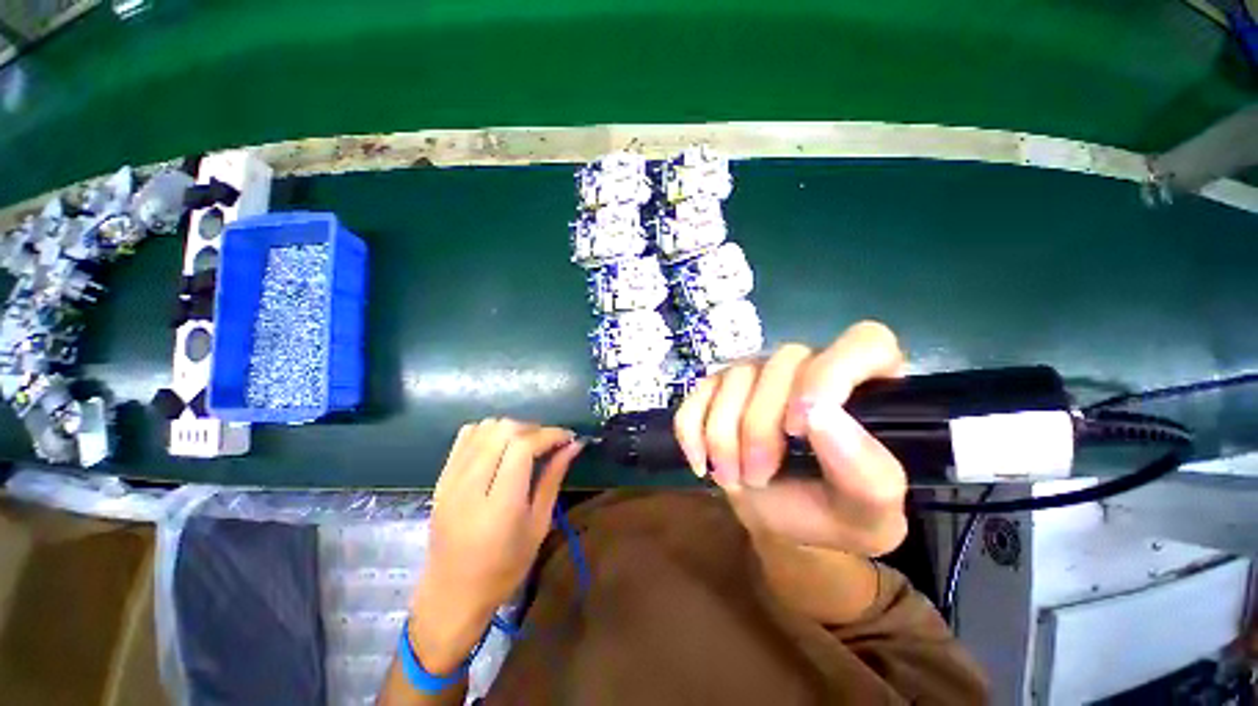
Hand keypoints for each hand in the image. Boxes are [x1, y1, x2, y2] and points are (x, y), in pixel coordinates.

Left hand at [409, 419, 580, 673]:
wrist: (451, 594)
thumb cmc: (504, 568)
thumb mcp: (538, 526)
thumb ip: (553, 479)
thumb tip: (574, 445)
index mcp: (499, 504)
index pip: (523, 446)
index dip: (550, 434)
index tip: (568, 438)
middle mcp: (470, 485)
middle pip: (504, 430)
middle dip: (533, 429)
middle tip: (549, 444)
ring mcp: (451, 479)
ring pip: (485, 427)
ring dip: (512, 429)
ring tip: (527, 445)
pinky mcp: (441, 477)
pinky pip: (466, 436)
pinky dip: (489, 432)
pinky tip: (501, 447)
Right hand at [674, 321, 908, 556]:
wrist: (784, 520)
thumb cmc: (835, 513)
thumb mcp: (868, 512)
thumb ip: (864, 471)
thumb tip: (819, 417)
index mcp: (867, 386)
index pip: (864, 342)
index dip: (830, 375)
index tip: (801, 428)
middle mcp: (810, 366)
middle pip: (781, 362)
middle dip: (760, 425)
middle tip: (758, 475)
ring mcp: (759, 373)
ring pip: (734, 376)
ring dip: (723, 434)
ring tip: (732, 478)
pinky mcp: (720, 388)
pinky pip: (697, 394)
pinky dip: (692, 430)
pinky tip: (701, 461)